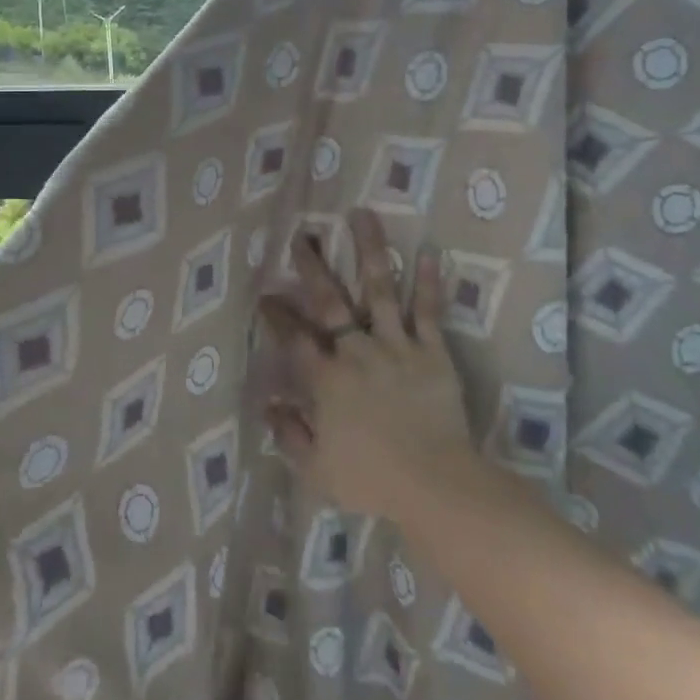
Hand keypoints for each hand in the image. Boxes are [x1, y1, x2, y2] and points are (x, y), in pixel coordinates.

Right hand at [257, 209, 478, 522]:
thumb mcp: (316, 468)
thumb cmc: (372, 480)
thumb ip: (289, 434)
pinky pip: (428, 311)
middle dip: (313, 267)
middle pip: (330, 301)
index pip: (294, 339)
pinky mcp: (432, 351)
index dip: (277, 315)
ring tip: (362, 215)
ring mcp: (395, 346)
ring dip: (370, 251)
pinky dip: (428, 282)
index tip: (265, 294)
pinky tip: (428, 251)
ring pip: (379, 289)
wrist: (434, 484)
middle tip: (301, 237)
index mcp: (326, 379)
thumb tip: (268, 404)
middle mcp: (356, 351)